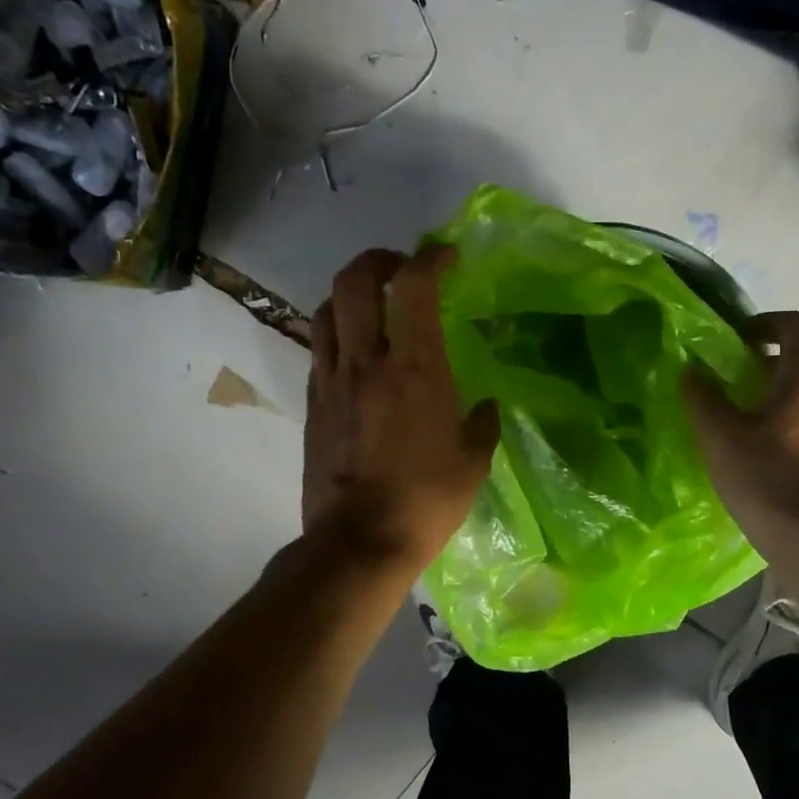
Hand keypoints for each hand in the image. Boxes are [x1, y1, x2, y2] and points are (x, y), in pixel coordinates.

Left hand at [303, 245, 498, 574]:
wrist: (359, 542)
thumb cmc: (426, 501)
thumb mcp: (473, 463)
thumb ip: (482, 425)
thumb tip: (486, 407)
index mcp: (416, 368)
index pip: (414, 285)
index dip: (430, 258)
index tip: (446, 257)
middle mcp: (367, 361)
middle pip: (355, 280)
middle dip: (378, 259)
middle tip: (400, 267)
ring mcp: (332, 381)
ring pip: (328, 309)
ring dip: (351, 293)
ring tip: (373, 305)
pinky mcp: (313, 404)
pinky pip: (320, 349)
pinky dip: (338, 333)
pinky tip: (356, 353)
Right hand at [683, 310, 798, 537]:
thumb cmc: (767, 480)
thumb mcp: (721, 438)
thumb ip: (704, 399)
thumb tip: (693, 372)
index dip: (768, 323)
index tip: (738, 341)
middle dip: (764, 369)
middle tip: (729, 390)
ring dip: (777, 404)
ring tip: (742, 431)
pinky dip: (790, 433)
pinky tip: (765, 463)